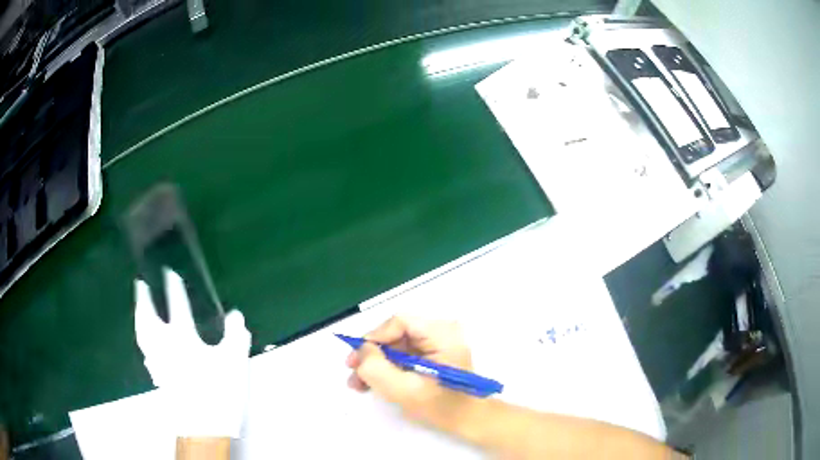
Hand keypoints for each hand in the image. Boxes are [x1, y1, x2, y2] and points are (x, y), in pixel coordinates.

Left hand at [135, 269, 251, 437]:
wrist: (203, 426)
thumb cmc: (218, 392)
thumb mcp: (234, 362)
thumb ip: (235, 335)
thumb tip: (236, 315)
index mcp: (183, 337)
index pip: (177, 305)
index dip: (174, 286)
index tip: (170, 272)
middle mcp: (164, 344)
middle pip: (148, 317)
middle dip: (144, 298)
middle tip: (141, 283)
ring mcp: (157, 360)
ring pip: (142, 333)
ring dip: (139, 316)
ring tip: (139, 307)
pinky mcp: (156, 375)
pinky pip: (145, 349)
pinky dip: (143, 338)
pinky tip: (146, 341)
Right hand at [345, 316, 476, 430]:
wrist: (468, 420)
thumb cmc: (441, 407)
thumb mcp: (405, 390)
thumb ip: (377, 368)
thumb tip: (362, 350)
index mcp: (442, 334)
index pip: (400, 322)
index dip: (374, 337)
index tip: (356, 360)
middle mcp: (442, 331)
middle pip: (397, 333)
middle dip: (372, 354)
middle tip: (352, 373)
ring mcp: (438, 342)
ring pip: (397, 344)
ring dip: (377, 362)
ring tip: (359, 383)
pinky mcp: (434, 353)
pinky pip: (404, 353)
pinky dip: (388, 367)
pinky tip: (374, 382)